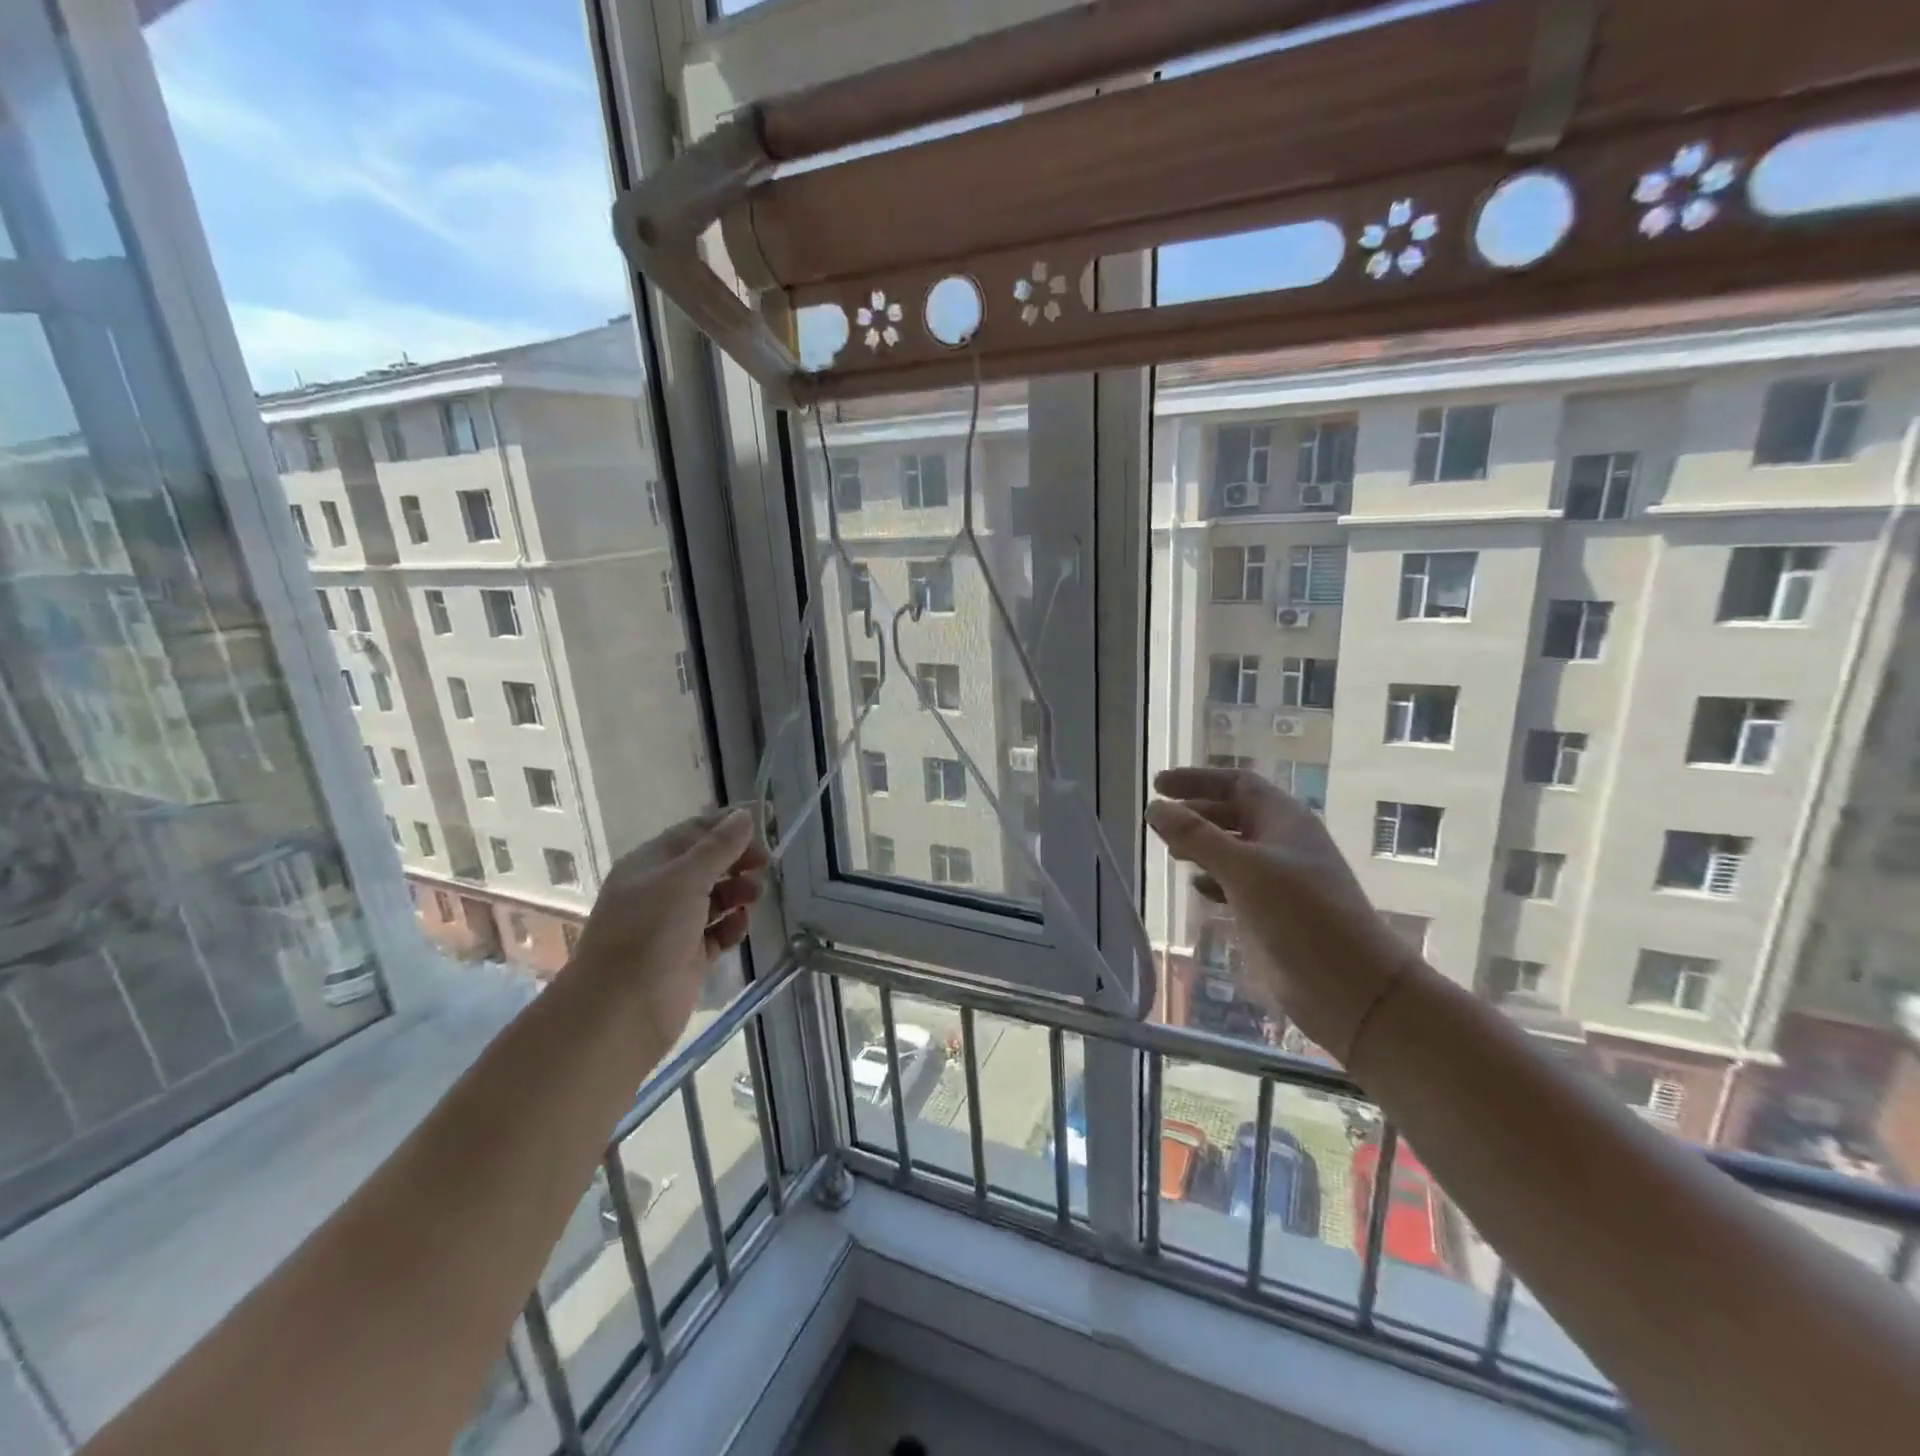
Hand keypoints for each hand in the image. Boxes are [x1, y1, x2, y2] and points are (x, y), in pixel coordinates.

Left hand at [568, 808, 768, 1048]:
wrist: (622, 1010)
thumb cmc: (649, 932)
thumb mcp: (685, 879)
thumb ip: (719, 847)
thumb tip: (745, 815)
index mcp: (650, 863)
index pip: (695, 831)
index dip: (729, 824)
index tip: (766, 820)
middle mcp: (661, 890)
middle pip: (708, 863)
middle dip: (737, 859)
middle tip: (765, 863)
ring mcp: (674, 925)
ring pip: (715, 897)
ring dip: (738, 890)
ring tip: (754, 895)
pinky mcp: (689, 955)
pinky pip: (718, 931)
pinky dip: (732, 925)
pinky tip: (740, 925)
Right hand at [1146, 767, 1416, 1063]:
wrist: (1351, 987)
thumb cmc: (1300, 915)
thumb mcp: (1243, 869)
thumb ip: (1196, 836)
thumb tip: (1154, 807)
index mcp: (1283, 819)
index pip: (1236, 784)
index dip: (1197, 780)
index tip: (1158, 784)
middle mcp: (1282, 842)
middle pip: (1233, 814)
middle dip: (1195, 813)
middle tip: (1158, 821)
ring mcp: (1280, 878)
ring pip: (1233, 848)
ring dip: (1202, 845)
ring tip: (1171, 851)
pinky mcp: (1275, 911)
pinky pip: (1237, 882)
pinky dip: (1214, 879)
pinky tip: (1198, 888)